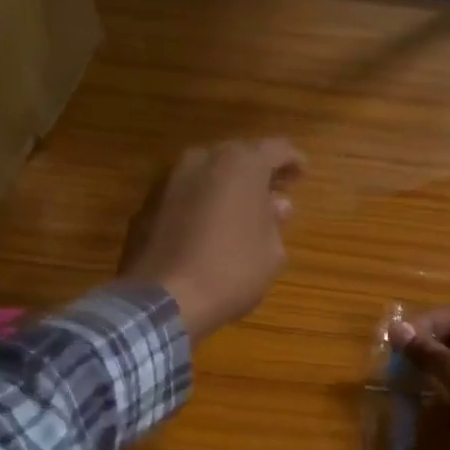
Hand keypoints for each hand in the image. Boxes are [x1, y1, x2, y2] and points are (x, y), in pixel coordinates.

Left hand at [120, 141, 304, 341]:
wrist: (164, 299)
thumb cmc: (232, 272)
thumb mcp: (271, 254)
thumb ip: (275, 222)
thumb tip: (276, 205)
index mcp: (240, 165)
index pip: (275, 149)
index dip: (292, 160)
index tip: (302, 173)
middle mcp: (202, 160)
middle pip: (237, 156)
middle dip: (257, 172)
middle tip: (273, 192)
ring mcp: (169, 180)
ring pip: (207, 173)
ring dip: (226, 187)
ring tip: (240, 211)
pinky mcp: (148, 204)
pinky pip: (185, 194)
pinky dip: (201, 203)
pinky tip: (209, 227)